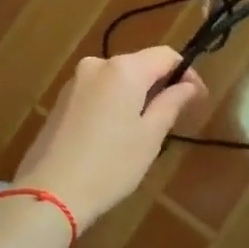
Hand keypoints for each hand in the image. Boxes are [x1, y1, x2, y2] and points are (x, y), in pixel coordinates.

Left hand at [8, 46, 207, 231]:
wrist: (50, 192)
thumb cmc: (110, 164)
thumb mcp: (150, 136)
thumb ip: (171, 103)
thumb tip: (188, 85)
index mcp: (124, 69)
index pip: (166, 55)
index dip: (187, 73)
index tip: (198, 99)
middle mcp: (97, 65)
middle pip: (140, 65)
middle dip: (160, 85)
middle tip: (175, 118)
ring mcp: (75, 81)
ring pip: (117, 79)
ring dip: (136, 96)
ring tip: (145, 131)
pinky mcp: (61, 100)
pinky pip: (98, 92)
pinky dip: (114, 104)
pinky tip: (115, 135)